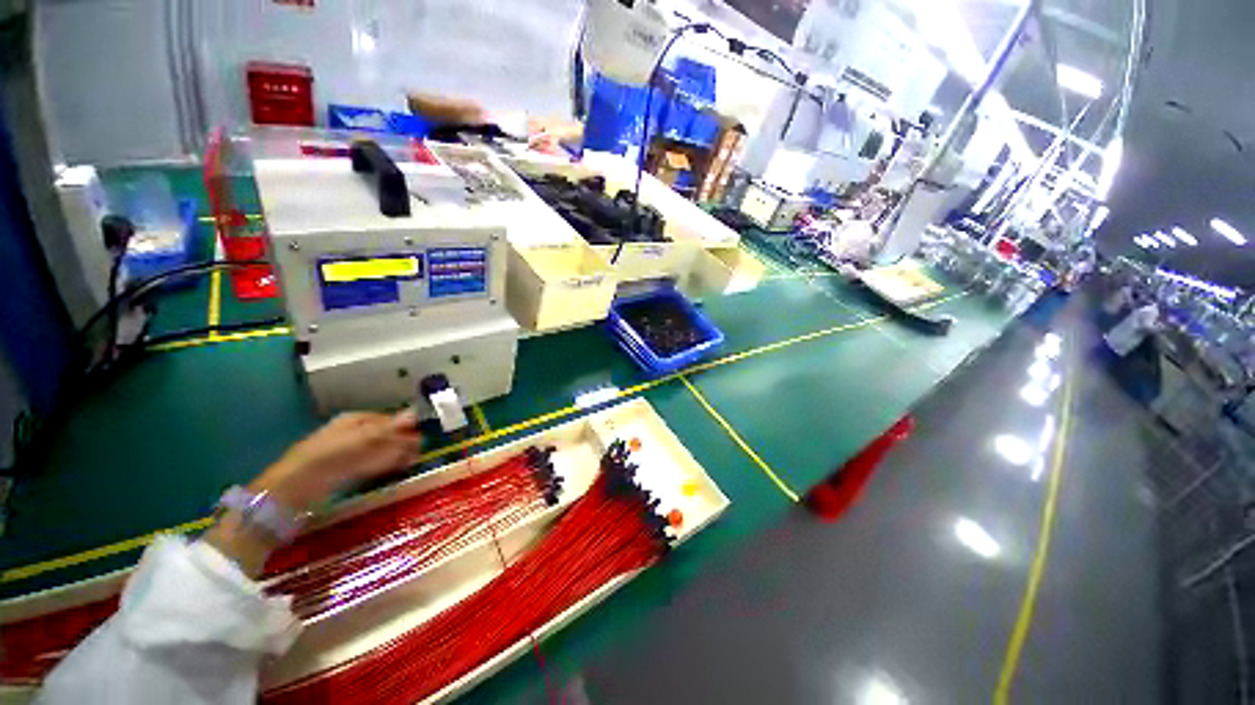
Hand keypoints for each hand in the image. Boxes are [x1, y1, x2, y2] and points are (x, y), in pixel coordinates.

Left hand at [251, 409, 423, 512]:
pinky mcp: (341, 470)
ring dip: (395, 456)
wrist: (295, 489)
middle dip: (401, 444)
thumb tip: (415, 411)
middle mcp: (351, 431)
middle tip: (418, 454)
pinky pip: (369, 464)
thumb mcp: (364, 440)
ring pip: (378, 450)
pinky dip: (382, 466)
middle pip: (384, 435)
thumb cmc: (332, 457)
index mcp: (356, 419)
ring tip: (410, 464)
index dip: (406, 428)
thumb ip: (391, 428)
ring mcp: (345, 451)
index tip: (421, 439)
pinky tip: (391, 471)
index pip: (389, 419)